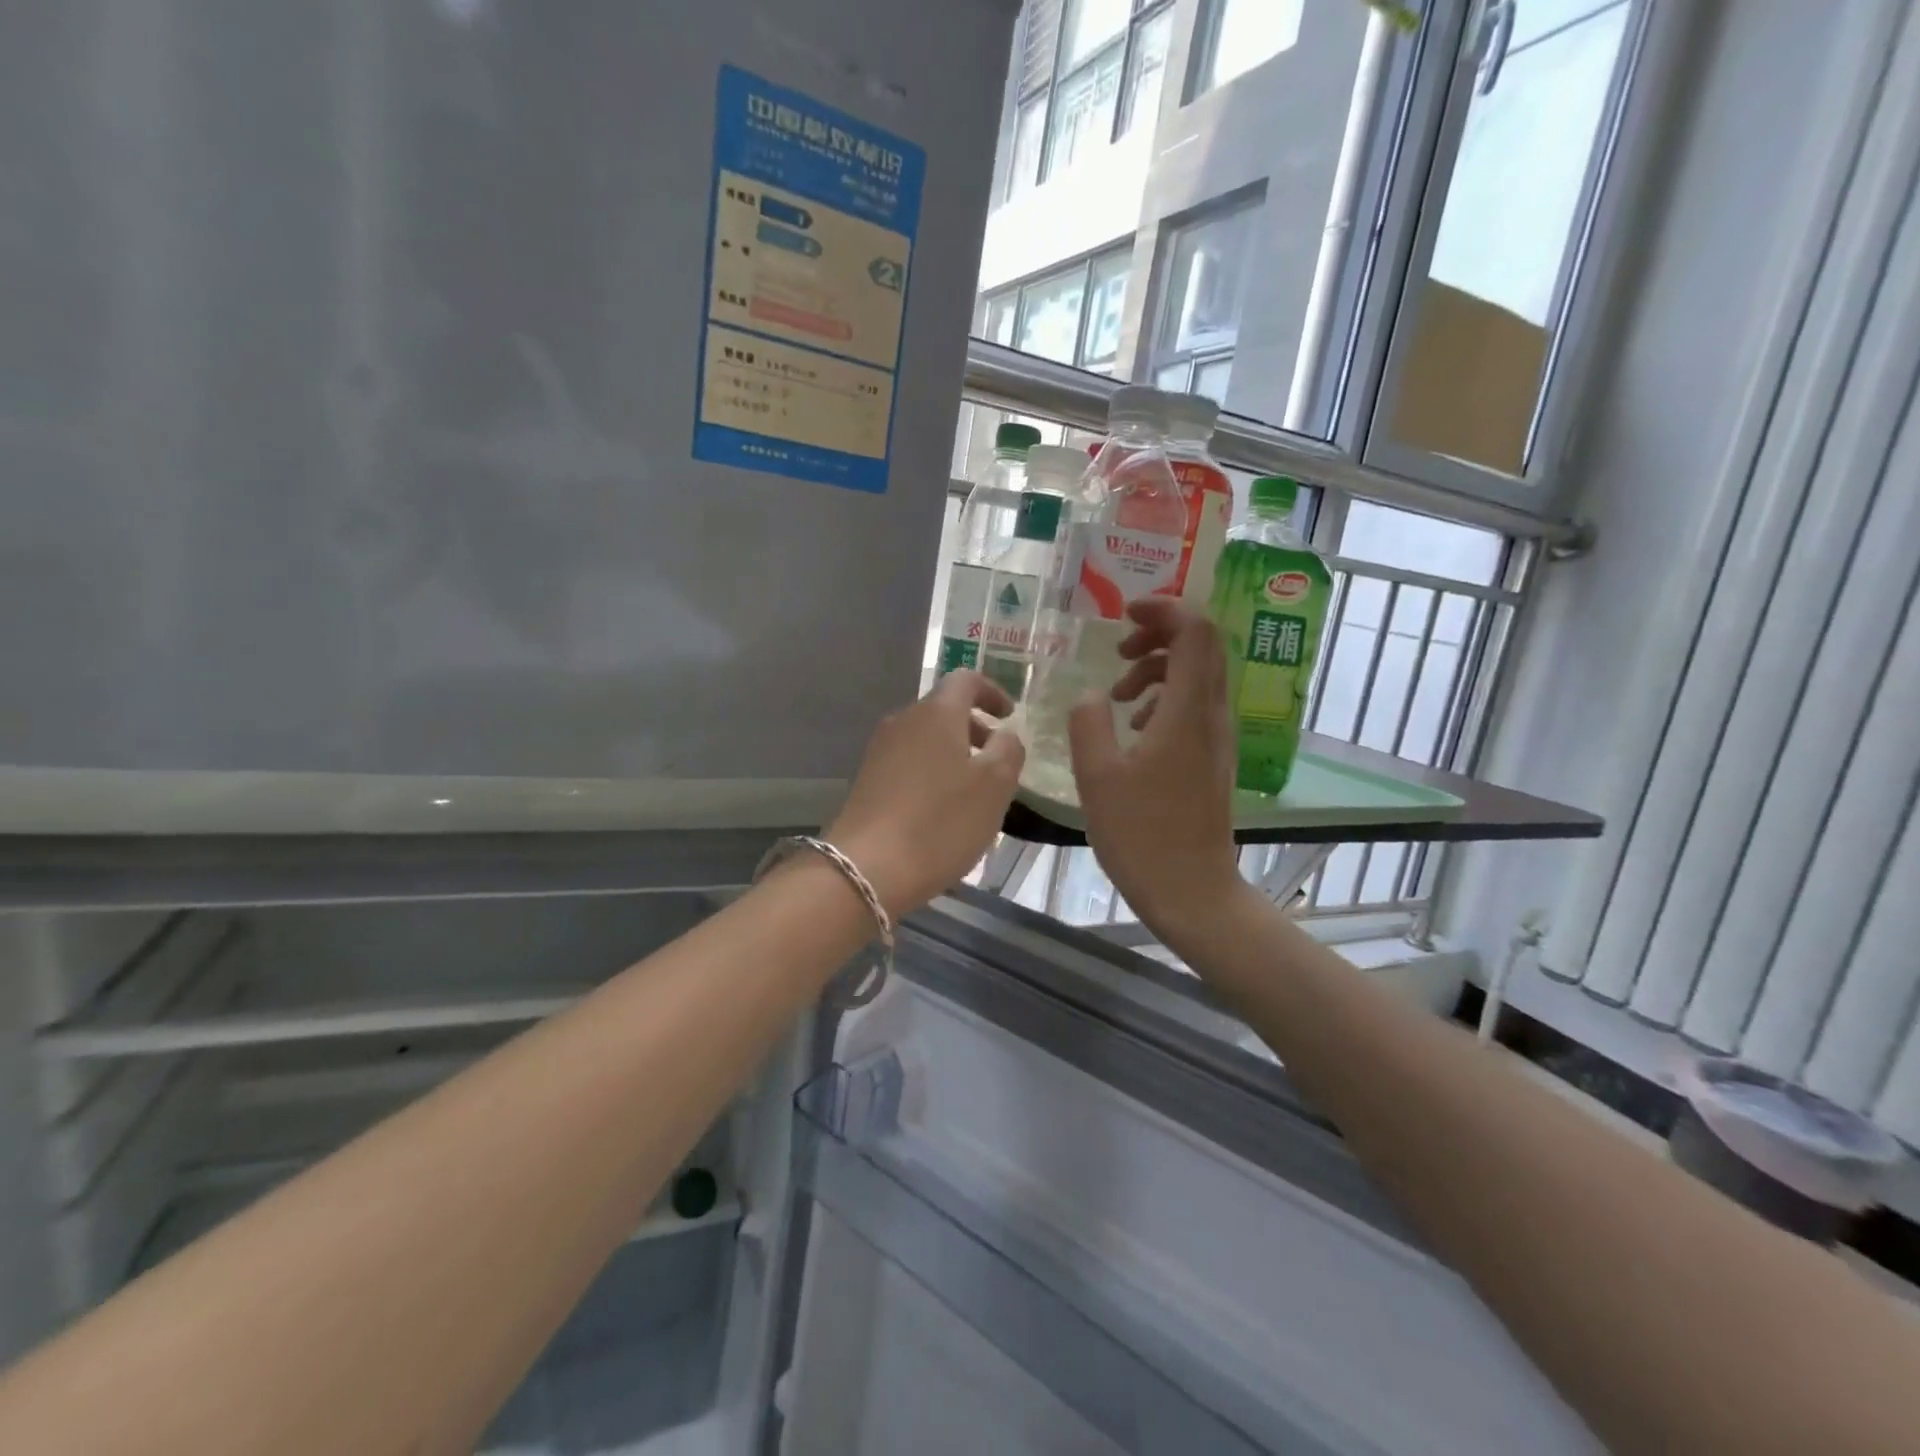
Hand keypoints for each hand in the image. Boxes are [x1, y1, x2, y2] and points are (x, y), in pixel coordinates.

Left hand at [826, 670, 1024, 917]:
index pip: (966, 679)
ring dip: (954, 754)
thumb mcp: (995, 786)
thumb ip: (1009, 751)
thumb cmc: (941, 821)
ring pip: (926, 739)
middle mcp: (904, 721)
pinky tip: (943, 810)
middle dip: (974, 729)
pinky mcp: (867, 781)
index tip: (1009, 716)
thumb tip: (1004, 736)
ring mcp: (880, 751)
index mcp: (937, 712)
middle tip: (998, 761)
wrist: (867, 868)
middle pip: (943, 710)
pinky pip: (909, 763)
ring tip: (975, 792)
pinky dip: (932, 773)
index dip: (991, 692)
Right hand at [1068, 599, 1246, 937]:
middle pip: (1203, 647)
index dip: (1165, 609)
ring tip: (1119, 695)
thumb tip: (1091, 696)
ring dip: (1158, 670)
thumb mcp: (1097, 777)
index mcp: (1187, 712)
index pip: (1196, 632)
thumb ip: (1088, 723)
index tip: (1124, 614)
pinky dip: (1165, 699)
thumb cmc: (1142, 836)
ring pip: (1198, 677)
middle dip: (1159, 635)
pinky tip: (1135, 730)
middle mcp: (1212, 716)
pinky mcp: (1212, 759)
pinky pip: (1195, 707)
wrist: (1192, 892)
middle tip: (1119, 652)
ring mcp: (1217, 739)